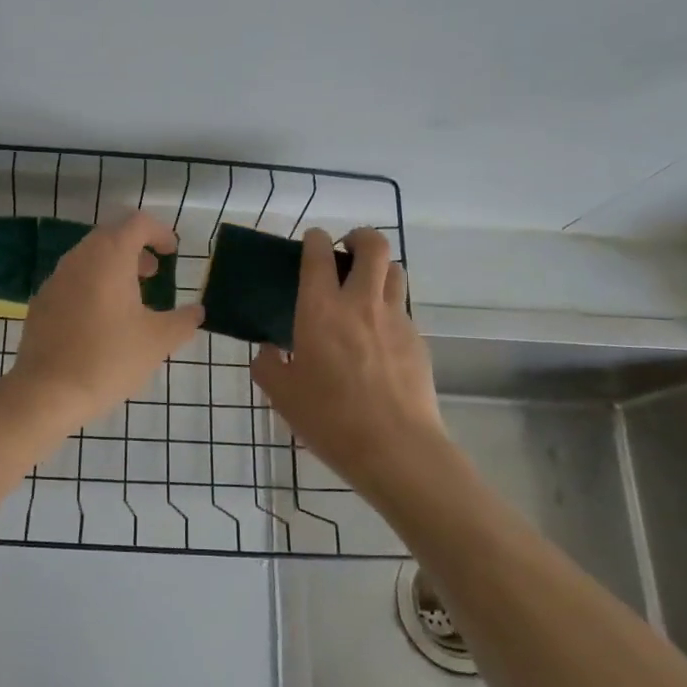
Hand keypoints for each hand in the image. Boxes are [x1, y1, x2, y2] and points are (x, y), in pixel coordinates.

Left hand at [7, 211, 204, 429]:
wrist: (47, 391)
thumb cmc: (109, 358)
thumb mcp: (158, 341)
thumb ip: (183, 321)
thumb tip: (197, 312)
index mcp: (110, 256)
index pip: (137, 223)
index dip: (159, 232)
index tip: (172, 252)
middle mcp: (79, 258)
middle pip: (111, 236)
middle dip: (136, 248)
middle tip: (154, 272)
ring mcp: (56, 279)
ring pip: (89, 257)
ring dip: (113, 267)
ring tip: (132, 297)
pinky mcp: (42, 302)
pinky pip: (73, 280)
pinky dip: (93, 285)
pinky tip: (101, 319)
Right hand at [251, 228, 447, 491]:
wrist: (396, 448)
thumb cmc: (330, 418)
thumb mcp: (282, 394)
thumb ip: (268, 365)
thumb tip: (269, 351)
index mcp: (321, 310)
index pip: (319, 254)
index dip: (314, 239)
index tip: (311, 242)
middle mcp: (361, 303)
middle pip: (374, 245)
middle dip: (360, 237)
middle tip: (345, 252)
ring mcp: (395, 320)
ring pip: (395, 271)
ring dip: (379, 269)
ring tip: (364, 289)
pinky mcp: (418, 341)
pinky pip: (403, 309)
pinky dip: (389, 309)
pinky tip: (377, 338)